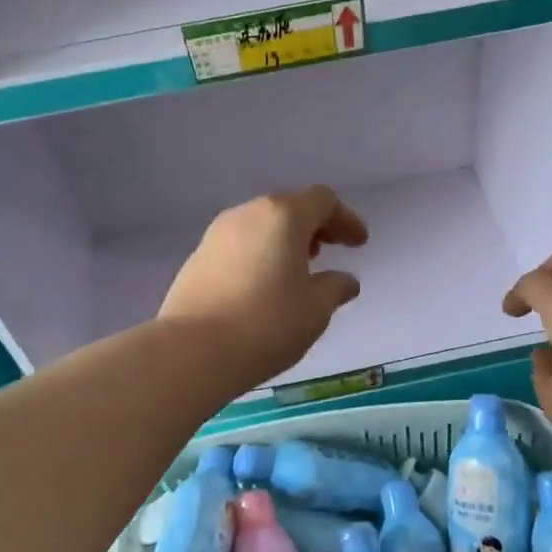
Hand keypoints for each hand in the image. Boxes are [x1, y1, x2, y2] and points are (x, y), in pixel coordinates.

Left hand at [160, 186, 368, 387]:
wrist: (192, 351)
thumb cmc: (267, 324)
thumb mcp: (315, 310)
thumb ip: (335, 288)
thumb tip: (345, 280)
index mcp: (283, 216)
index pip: (322, 200)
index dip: (345, 219)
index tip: (359, 244)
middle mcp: (248, 214)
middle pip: (289, 207)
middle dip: (314, 226)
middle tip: (330, 250)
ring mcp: (217, 234)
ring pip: (261, 225)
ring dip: (284, 240)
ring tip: (298, 270)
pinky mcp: (197, 258)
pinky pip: (240, 245)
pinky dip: (260, 254)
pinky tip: (264, 286)